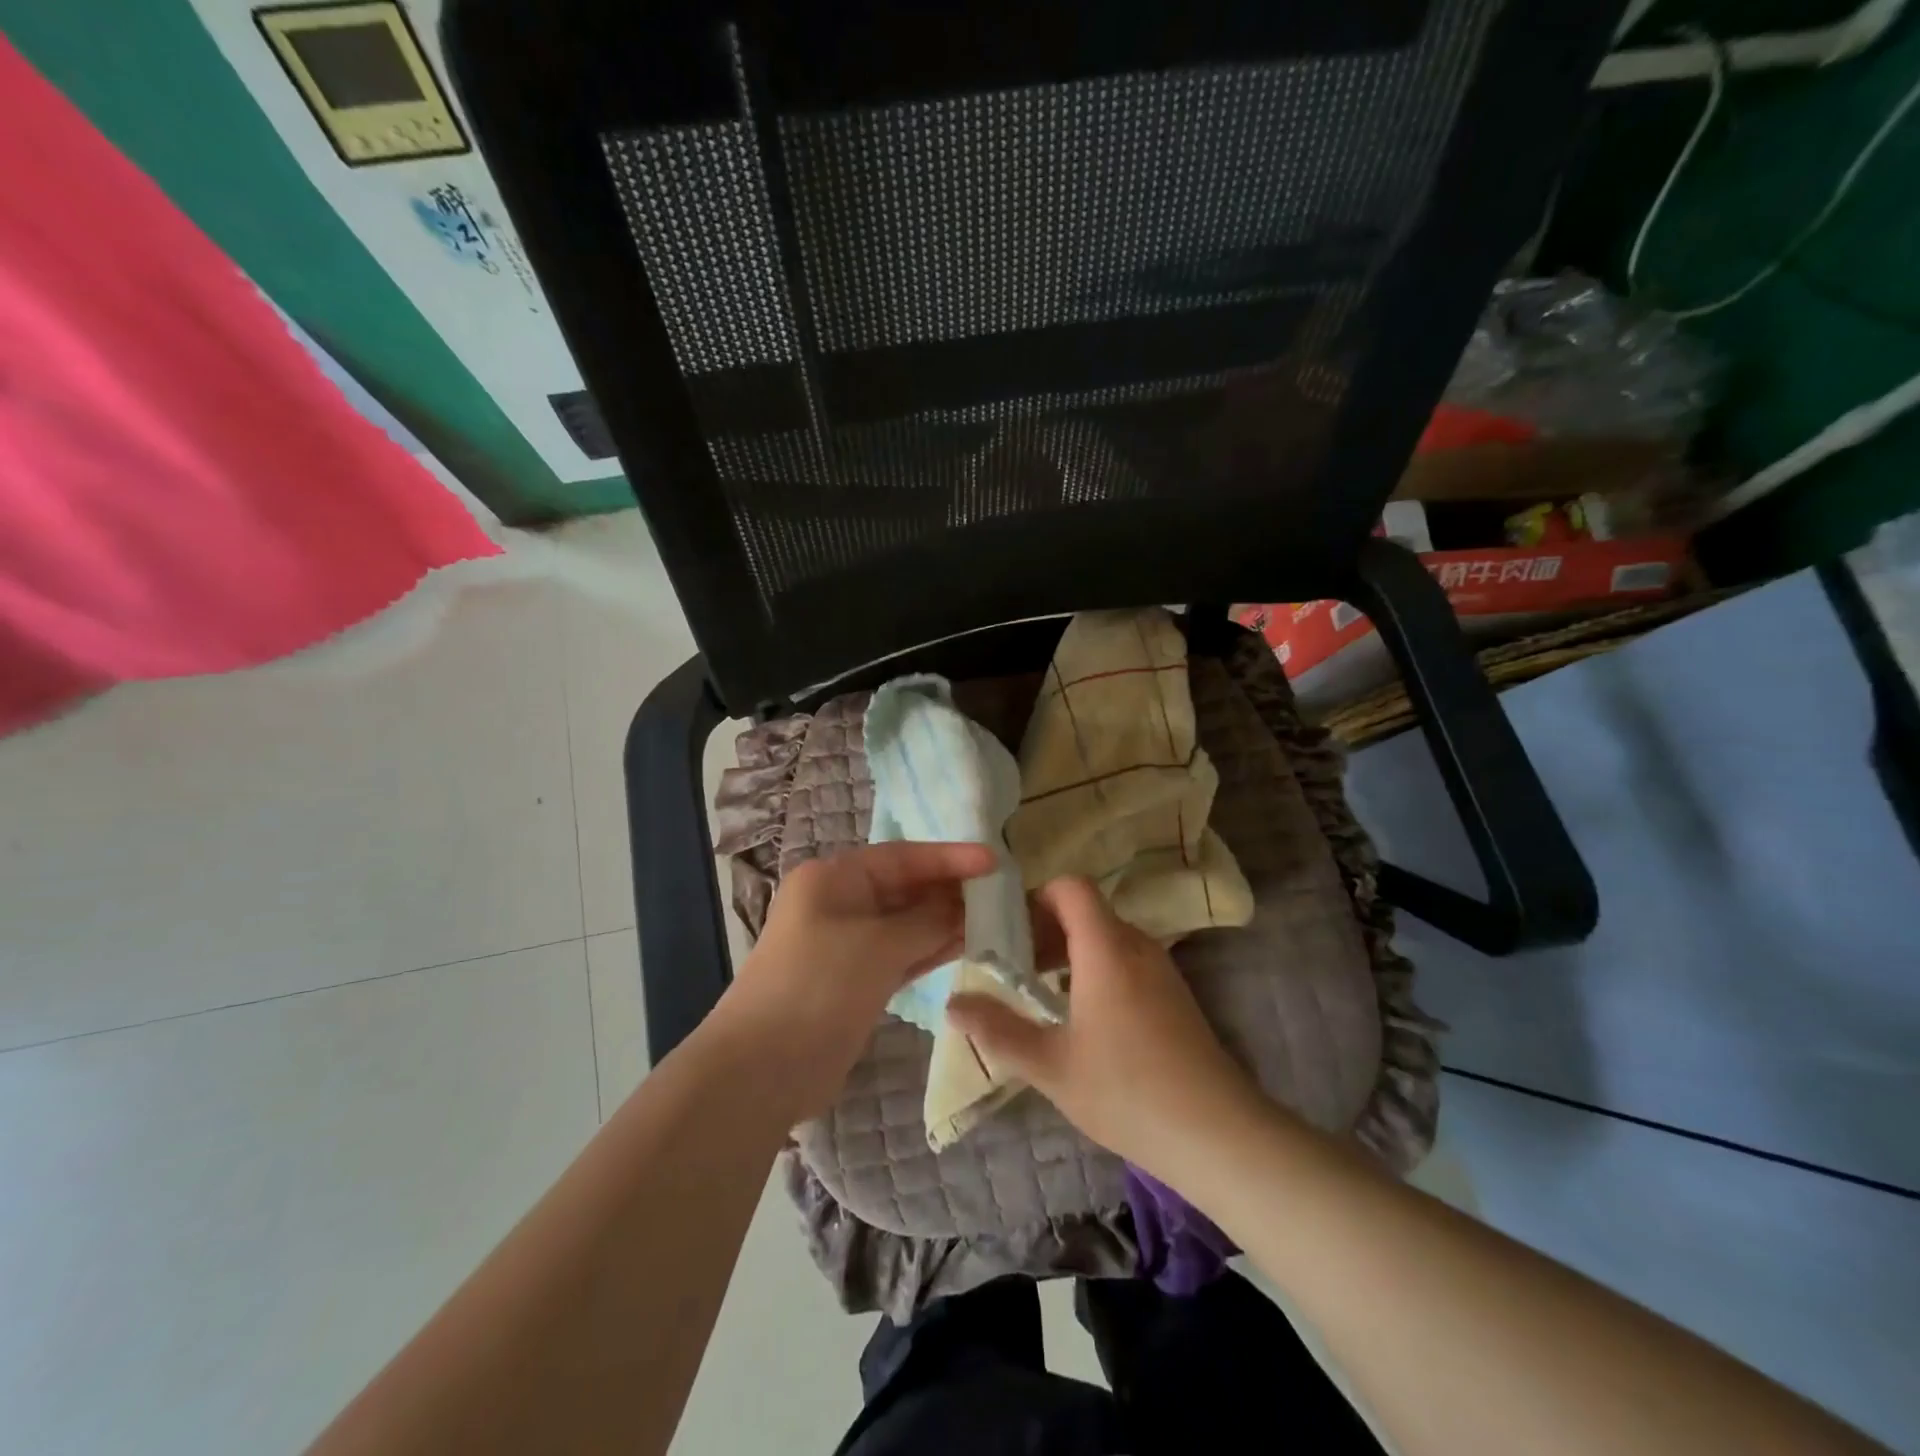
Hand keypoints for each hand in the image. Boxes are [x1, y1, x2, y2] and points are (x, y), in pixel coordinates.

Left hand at [713, 841, 995, 1122]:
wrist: (762, 1069)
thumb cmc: (818, 987)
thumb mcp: (878, 946)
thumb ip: (927, 921)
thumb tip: (964, 908)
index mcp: (833, 878)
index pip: (902, 857)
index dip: (949, 858)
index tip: (994, 861)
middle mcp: (839, 903)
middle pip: (904, 888)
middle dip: (949, 890)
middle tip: (1002, 894)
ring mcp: (847, 944)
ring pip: (906, 923)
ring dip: (945, 922)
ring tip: (995, 919)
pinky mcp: (855, 980)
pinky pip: (901, 954)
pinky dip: (930, 950)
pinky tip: (967, 945)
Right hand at [947, 876, 1263, 1179]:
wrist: (1216, 1132)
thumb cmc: (1126, 1091)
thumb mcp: (1050, 1065)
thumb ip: (998, 1030)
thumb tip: (953, 1004)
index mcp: (1105, 948)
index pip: (1071, 888)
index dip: (1036, 896)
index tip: (1007, 928)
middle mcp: (1136, 946)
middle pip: (1086, 911)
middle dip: (1045, 929)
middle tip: (1012, 966)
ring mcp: (1160, 969)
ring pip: (1106, 936)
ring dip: (1070, 951)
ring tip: (1040, 992)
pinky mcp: (1173, 993)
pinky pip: (1126, 959)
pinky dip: (1096, 968)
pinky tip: (1081, 1016)